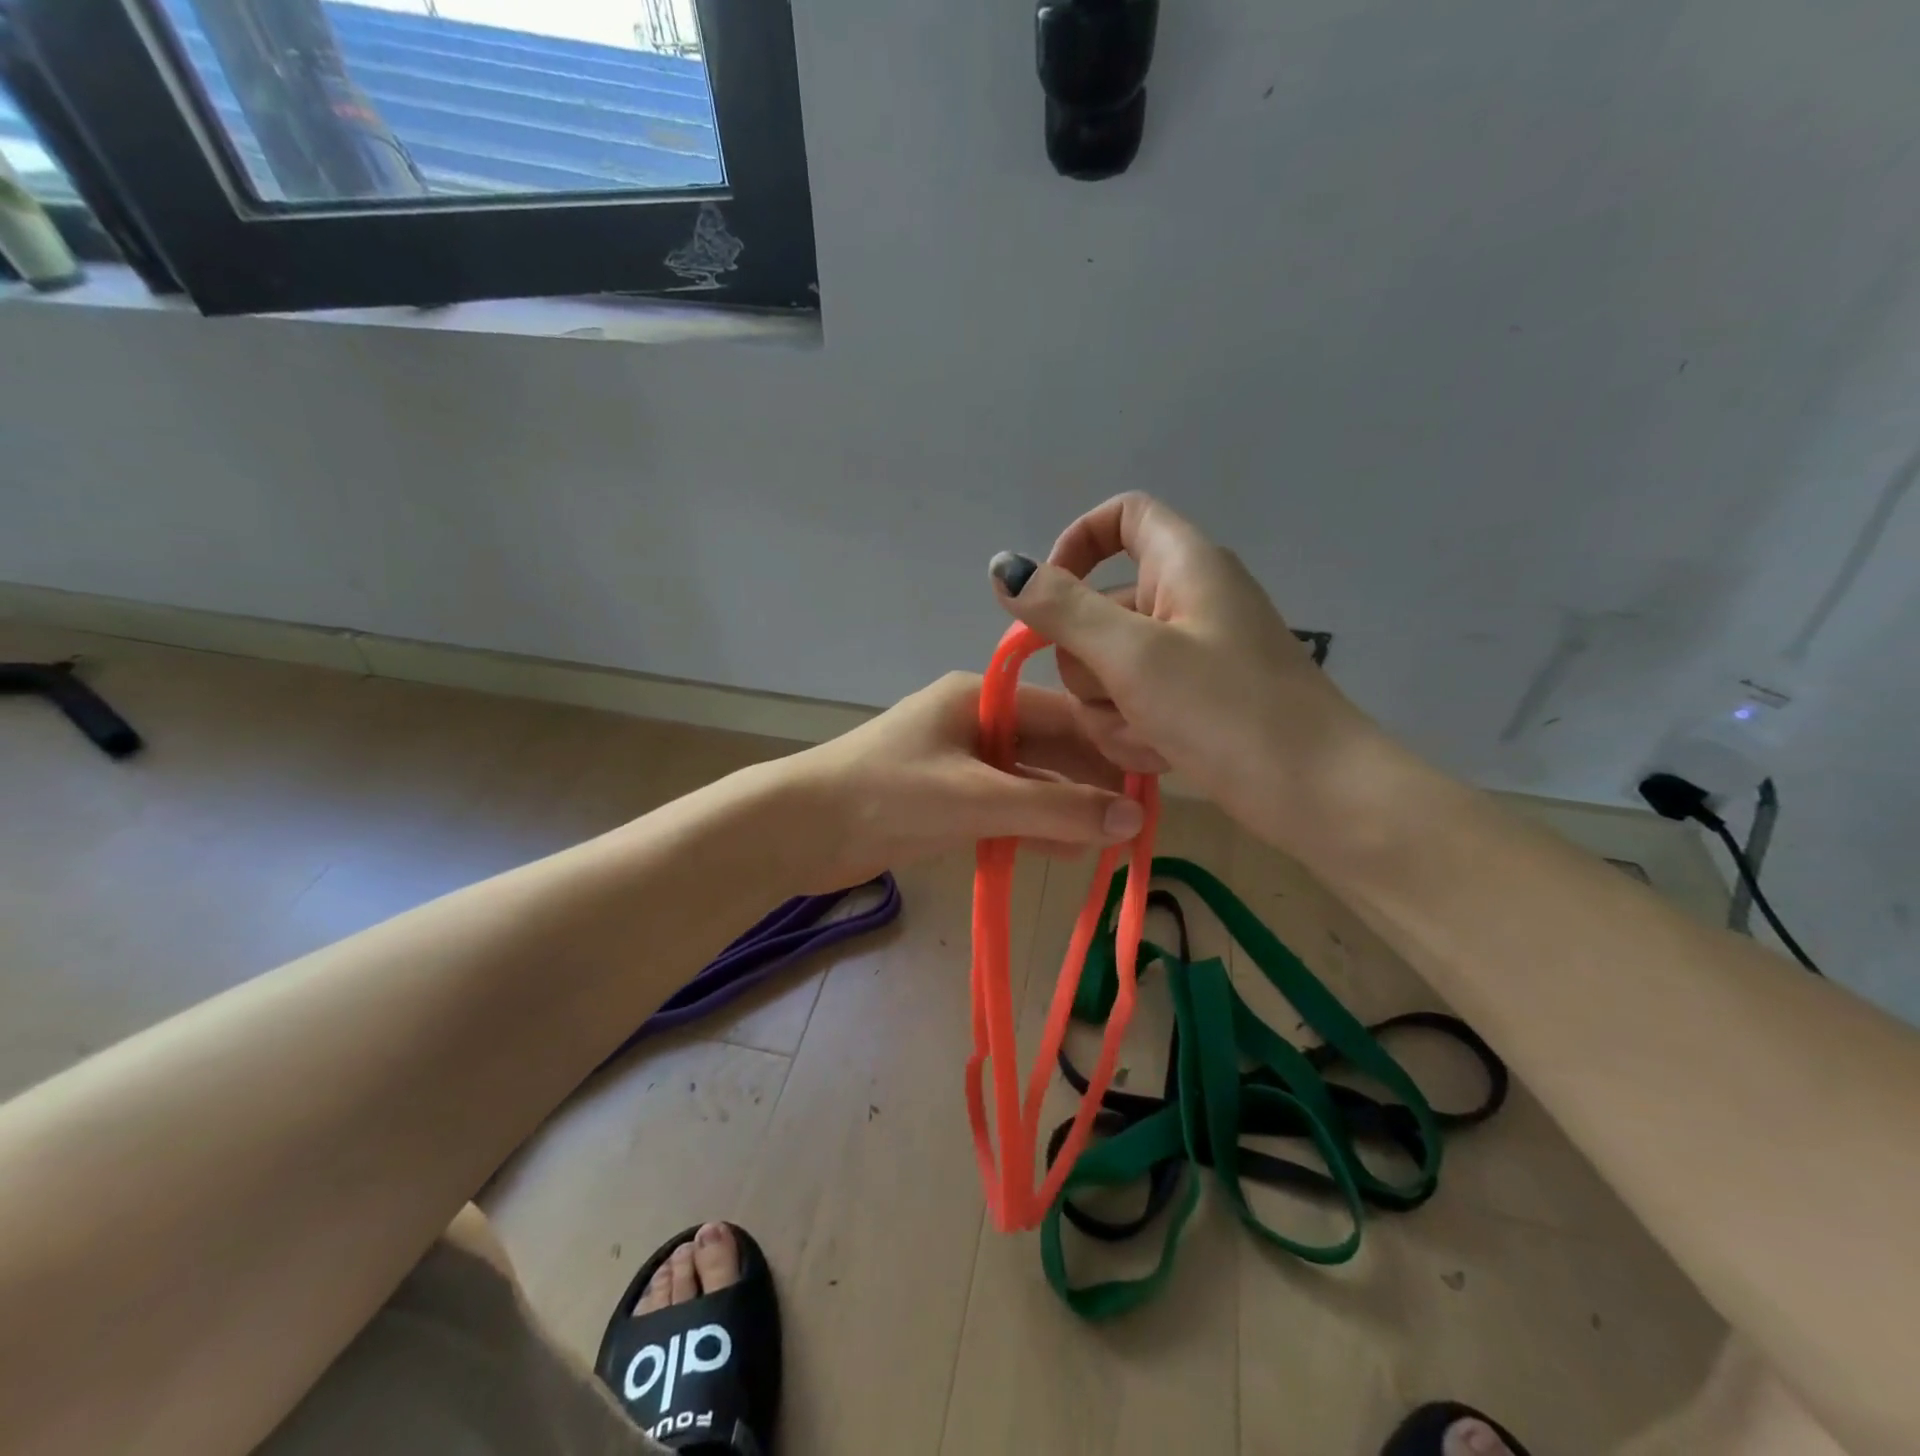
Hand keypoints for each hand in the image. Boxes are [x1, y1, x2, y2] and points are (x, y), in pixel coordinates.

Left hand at [784, 671, 1142, 891]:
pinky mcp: (944, 798)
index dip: (1109, 747)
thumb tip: (1133, 819)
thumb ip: (1054, 808)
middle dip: (1090, 782)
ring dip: (1064, 810)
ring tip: (1112, 841)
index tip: (1153, 781)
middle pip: (1048, 749)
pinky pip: (1002, 808)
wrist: (799, 829)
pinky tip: (1065, 851)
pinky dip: (1030, 827)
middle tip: (1139, 818)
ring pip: (1028, 782)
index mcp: (979, 698)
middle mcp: (973, 721)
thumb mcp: (977, 798)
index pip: (1064, 715)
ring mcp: (958, 761)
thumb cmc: (888, 795)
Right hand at [987, 492, 1381, 850]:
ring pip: (1109, 668)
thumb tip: (1004, 566)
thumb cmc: (1228, 711)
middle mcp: (1185, 601)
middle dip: (1089, 664)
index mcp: (1183, 565)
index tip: (1047, 597)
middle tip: (1117, 694)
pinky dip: (1136, 731)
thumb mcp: (1133, 655)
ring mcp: (1191, 656)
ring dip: (1111, 710)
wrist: (1317, 795)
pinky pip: (1135, 704)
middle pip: (1099, 608)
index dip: (1076, 545)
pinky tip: (1162, 756)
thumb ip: (1063, 609)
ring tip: (1149, 736)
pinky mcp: (1194, 702)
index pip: (1121, 517)